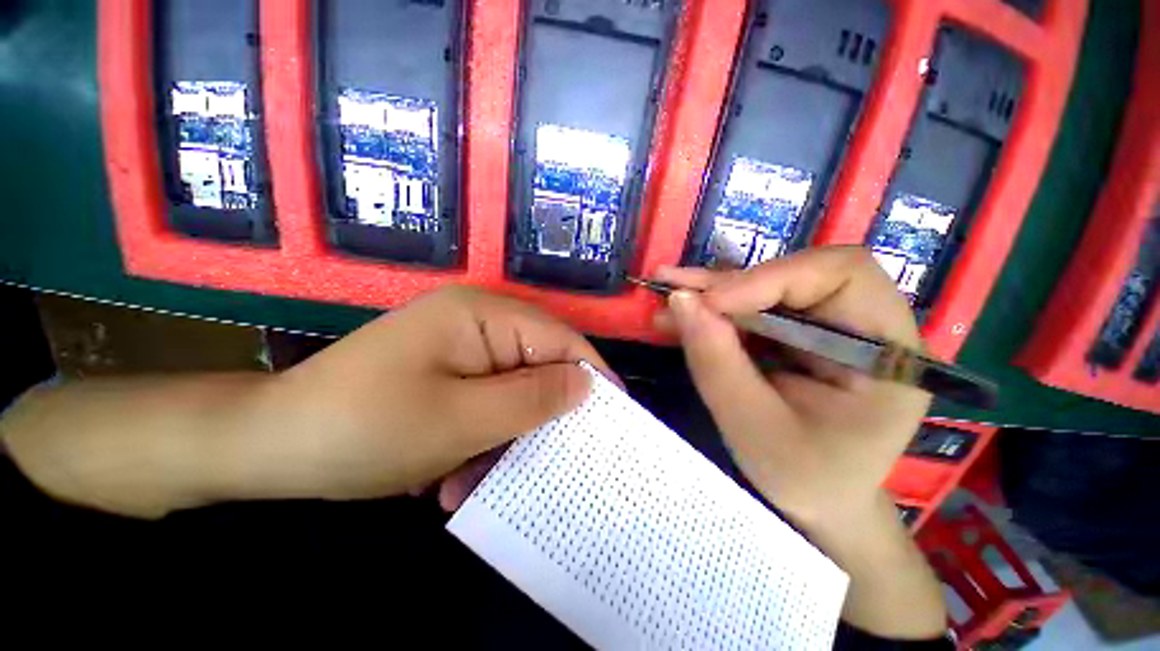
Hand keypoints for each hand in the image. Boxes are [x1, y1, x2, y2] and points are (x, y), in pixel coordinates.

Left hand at [246, 286, 610, 509]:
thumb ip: (532, 398)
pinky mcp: (447, 368)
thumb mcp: (461, 420)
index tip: (614, 414)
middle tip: (554, 458)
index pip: (559, 339)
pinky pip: (485, 398)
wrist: (271, 444)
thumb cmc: (364, 429)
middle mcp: (476, 319)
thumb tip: (588, 385)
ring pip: (512, 387)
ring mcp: (460, 344)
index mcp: (482, 315)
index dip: (590, 374)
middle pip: (537, 363)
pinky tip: (454, 474)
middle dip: (542, 412)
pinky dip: (480, 436)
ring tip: (482, 479)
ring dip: (505, 434)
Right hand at [653, 247, 930, 527]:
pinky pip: (753, 308)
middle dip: (728, 284)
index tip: (708, 303)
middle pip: (797, 274)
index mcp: (886, 353)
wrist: (817, 499)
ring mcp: (829, 326)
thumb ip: (716, 362)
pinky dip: (713, 311)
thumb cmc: (800, 477)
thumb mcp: (753, 427)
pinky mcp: (798, 333)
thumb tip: (679, 300)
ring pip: (767, 287)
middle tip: (672, 287)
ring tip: (666, 293)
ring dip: (712, 293)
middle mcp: (865, 326)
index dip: (770, 278)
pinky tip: (680, 316)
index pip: (841, 275)